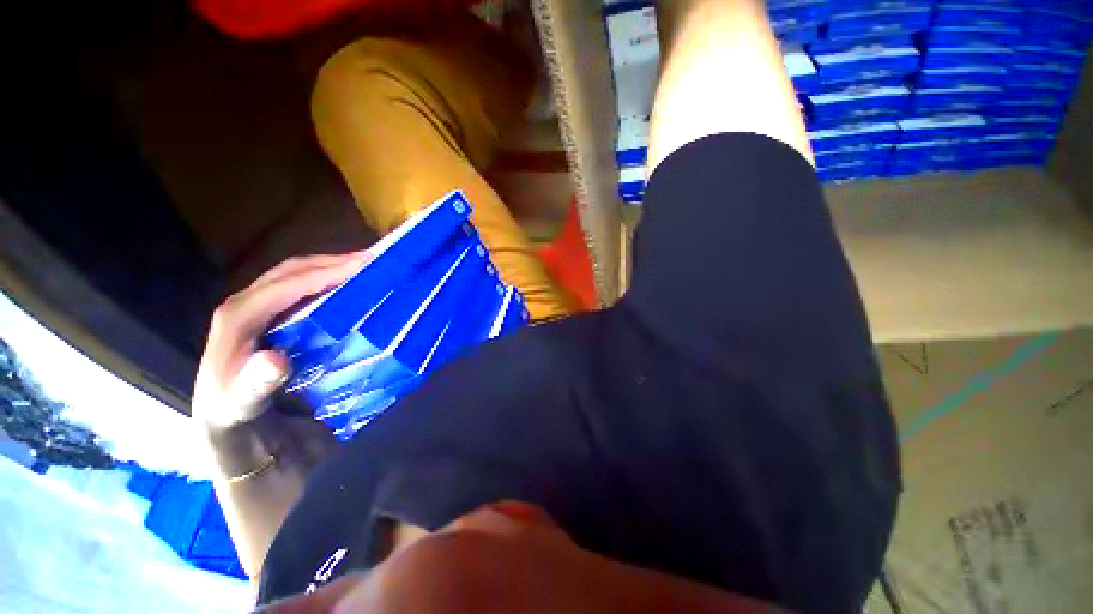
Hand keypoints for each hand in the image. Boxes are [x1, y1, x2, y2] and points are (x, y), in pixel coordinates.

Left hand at [193, 252, 368, 429]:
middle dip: (333, 263)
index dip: (323, 274)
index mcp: (237, 318)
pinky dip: (332, 284)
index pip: (284, 286)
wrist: (229, 423)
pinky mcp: (276, 317)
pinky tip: (353, 288)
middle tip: (374, 260)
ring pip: (300, 277)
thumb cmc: (234, 414)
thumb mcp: (239, 406)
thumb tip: (276, 360)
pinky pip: (306, 291)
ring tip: (368, 267)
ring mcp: (263, 309)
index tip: (362, 266)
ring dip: (334, 269)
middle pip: (293, 271)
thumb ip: (254, 386)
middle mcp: (248, 305)